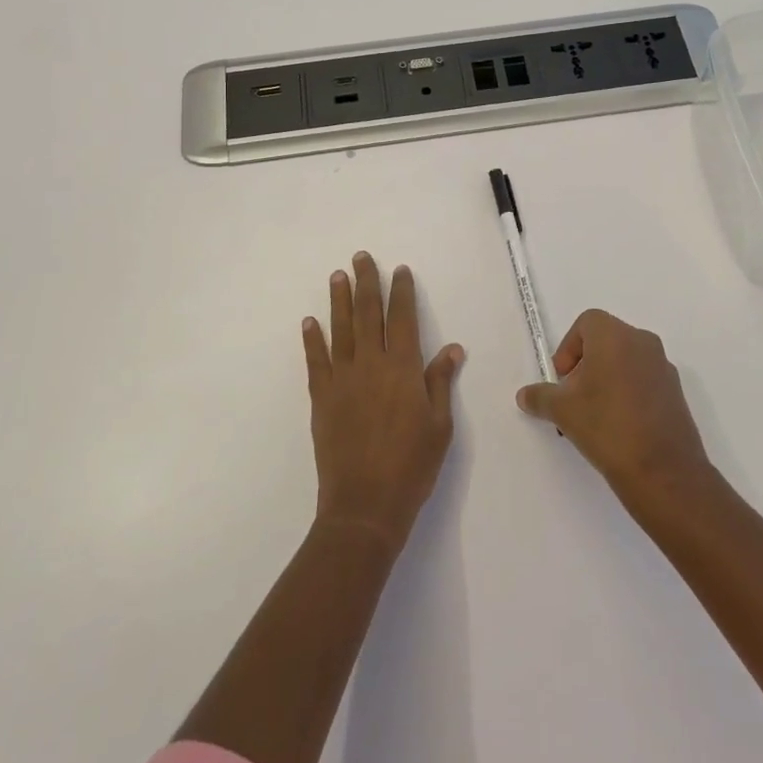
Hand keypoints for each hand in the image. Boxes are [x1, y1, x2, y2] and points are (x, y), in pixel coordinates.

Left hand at [303, 253, 464, 552]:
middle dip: (367, 283)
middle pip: (369, 314)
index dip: (402, 292)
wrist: (365, 505)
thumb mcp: (440, 426)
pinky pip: (315, 361)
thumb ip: (440, 383)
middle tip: (362, 257)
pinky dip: (312, 339)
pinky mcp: (321, 398)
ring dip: (339, 300)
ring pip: (341, 329)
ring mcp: (342, 379)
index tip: (400, 270)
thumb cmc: (412, 466)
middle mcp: (372, 365)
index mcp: (404, 369)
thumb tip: (453, 349)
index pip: (404, 319)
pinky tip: (309, 322)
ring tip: (337, 276)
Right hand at [516, 309, 711, 508]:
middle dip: (585, 365)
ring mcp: (663, 368)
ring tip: (594, 417)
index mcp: (616, 336)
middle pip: (606, 341)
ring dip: (605, 380)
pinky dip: (627, 394)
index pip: (587, 323)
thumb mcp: (562, 410)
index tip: (562, 380)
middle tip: (573, 398)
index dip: (568, 348)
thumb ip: (540, 396)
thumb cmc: (606, 426)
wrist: (662, 472)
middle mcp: (643, 343)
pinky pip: (644, 381)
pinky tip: (618, 428)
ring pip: (625, 362)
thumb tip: (525, 395)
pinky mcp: (676, 393)